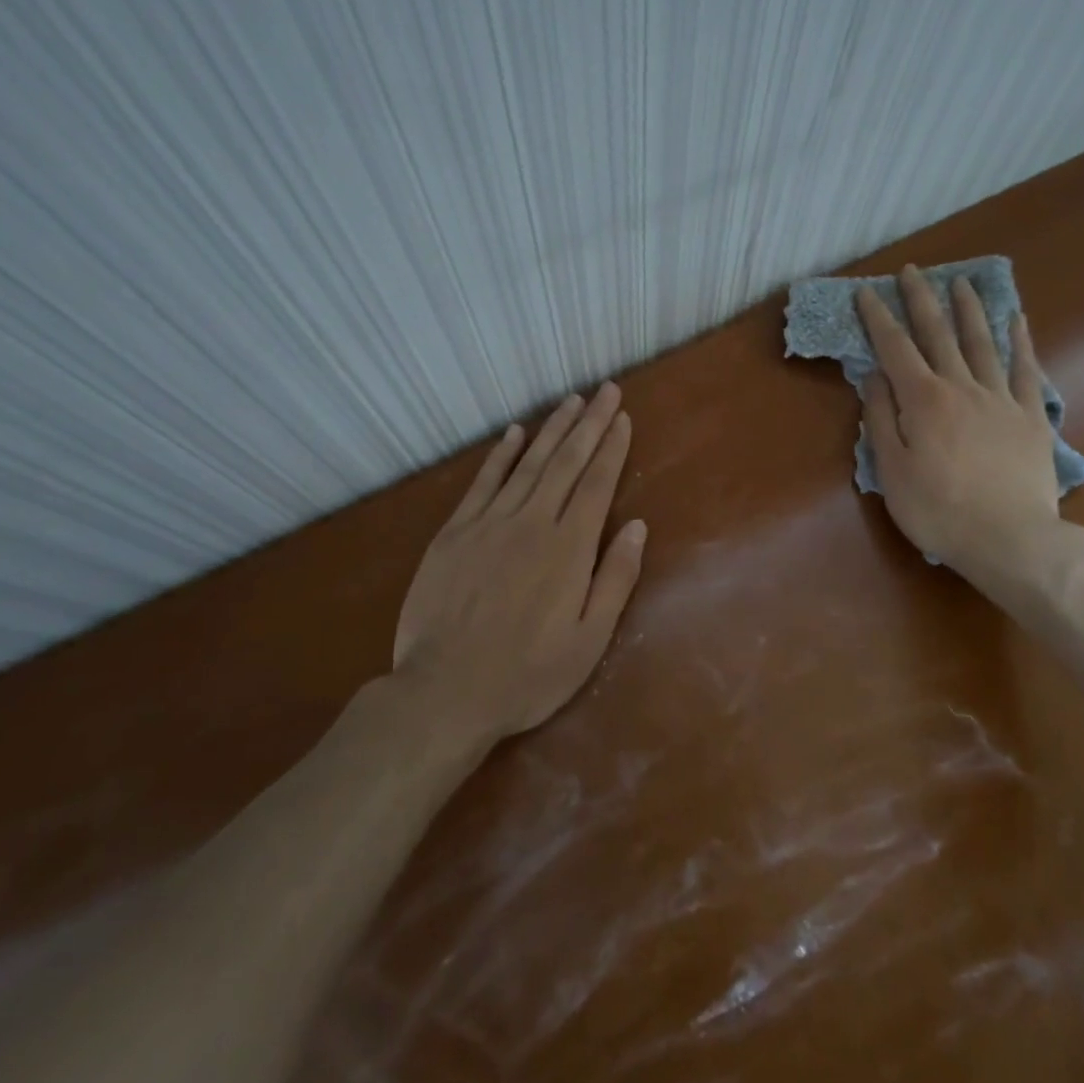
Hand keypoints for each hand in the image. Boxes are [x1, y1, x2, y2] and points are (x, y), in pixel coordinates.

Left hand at [392, 382, 646, 741]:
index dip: (612, 447)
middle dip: (589, 423)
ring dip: (552, 429)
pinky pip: (482, 482)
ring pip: (528, 464)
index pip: (596, 483)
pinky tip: (513, 433)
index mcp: (569, 548)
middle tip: (605, 390)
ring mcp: (489, 523)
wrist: (445, 691)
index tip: (622, 417)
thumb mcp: (590, 641)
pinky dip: (500, 455)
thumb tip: (638, 527)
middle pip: (566, 462)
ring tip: (571, 402)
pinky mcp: (454, 533)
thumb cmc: (527, 674)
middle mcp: (532, 523)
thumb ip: (616, 579)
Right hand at [856, 266, 1060, 576]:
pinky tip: (1018, 320)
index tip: (866, 292)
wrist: (1011, 539)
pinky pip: (1025, 370)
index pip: (894, 349)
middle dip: (922, 300)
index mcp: (923, 400)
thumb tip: (873, 376)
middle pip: (939, 334)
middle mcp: (961, 387)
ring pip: (982, 343)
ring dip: (969, 310)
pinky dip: (1021, 342)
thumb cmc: (939, 510)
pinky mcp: (1031, 416)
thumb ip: (881, 419)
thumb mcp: (892, 471)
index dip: (878, 318)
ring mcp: (1001, 399)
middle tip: (912, 271)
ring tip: (961, 283)